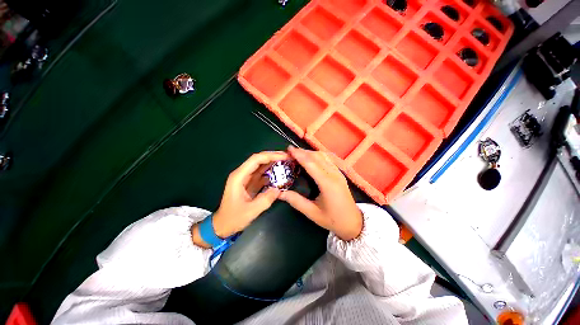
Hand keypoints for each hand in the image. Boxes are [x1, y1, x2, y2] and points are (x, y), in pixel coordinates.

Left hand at [192, 151, 288, 247]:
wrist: (222, 226)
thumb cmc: (233, 218)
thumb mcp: (251, 211)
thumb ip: (266, 199)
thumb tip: (279, 189)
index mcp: (239, 177)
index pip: (256, 159)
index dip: (271, 156)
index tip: (284, 156)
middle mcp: (242, 174)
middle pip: (259, 160)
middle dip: (273, 157)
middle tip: (288, 157)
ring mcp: (245, 178)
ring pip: (261, 166)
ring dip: (273, 163)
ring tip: (286, 163)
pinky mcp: (249, 183)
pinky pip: (261, 174)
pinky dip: (271, 172)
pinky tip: (279, 173)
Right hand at [280, 146, 362, 240]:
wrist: (353, 222)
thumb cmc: (332, 219)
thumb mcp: (312, 213)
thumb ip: (296, 201)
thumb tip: (279, 193)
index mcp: (327, 183)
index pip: (311, 164)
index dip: (299, 155)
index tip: (289, 149)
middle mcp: (334, 174)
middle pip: (317, 157)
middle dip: (302, 152)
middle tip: (290, 152)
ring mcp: (338, 172)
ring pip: (323, 156)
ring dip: (310, 152)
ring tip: (298, 153)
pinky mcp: (340, 173)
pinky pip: (328, 159)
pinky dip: (317, 155)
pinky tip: (311, 157)